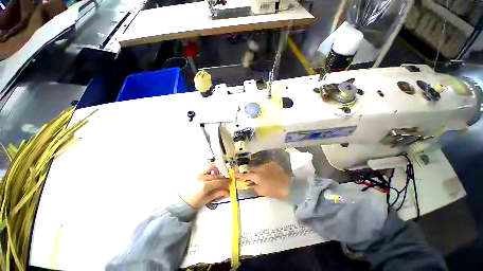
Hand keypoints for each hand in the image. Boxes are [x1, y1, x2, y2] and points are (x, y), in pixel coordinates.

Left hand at [180, 164, 230, 208]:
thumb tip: (228, 192)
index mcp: (204, 186)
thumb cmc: (194, 202)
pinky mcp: (196, 173)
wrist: (182, 201)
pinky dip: (211, 169)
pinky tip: (212, 174)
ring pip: (211, 168)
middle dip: (223, 178)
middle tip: (227, 181)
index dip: (226, 182)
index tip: (230, 182)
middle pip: (216, 175)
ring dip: (217, 171)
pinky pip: (205, 168)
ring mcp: (198, 174)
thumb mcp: (207, 199)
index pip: (219, 182)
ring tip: (219, 176)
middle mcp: (202, 178)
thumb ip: (218, 194)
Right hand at [236, 161, 290, 199]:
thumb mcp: (261, 191)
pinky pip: (265, 165)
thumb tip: (247, 185)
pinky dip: (264, 168)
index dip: (239, 175)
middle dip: (248, 171)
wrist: (288, 186)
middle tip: (247, 174)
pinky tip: (266, 172)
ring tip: (257, 173)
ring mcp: (267, 165)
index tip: (234, 174)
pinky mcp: (273, 164)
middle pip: (251, 169)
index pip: (245, 175)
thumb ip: (253, 188)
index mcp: (256, 176)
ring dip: (256, 170)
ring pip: (258, 166)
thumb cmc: (273, 191)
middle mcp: (260, 168)